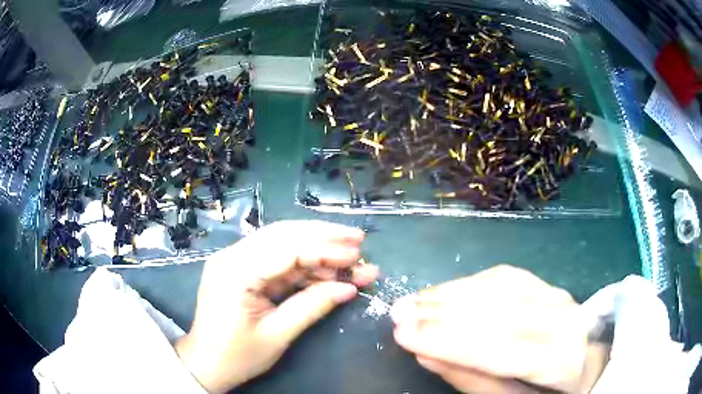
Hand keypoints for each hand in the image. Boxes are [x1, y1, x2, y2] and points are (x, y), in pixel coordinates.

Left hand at [175, 220, 378, 392]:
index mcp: (235, 272)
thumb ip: (312, 307)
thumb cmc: (237, 356)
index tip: (356, 254)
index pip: (286, 248)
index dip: (325, 249)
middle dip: (323, 236)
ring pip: (282, 243)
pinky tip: (327, 271)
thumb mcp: (277, 335)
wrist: (206, 364)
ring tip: (350, 259)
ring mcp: (235, 260)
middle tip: (358, 240)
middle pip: (283, 234)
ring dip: (317, 249)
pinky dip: (304, 264)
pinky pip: (276, 260)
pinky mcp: (241, 269)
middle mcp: (232, 256)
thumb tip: (349, 288)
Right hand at [390, 265, 607, 393]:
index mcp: (563, 360)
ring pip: (504, 288)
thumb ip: (473, 381)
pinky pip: (508, 277)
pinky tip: (445, 290)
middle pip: (503, 312)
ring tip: (413, 301)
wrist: (587, 363)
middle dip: (445, 313)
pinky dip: (471, 283)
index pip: (504, 349)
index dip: (451, 342)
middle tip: (398, 313)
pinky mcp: (548, 286)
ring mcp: (560, 297)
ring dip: (453, 293)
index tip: (403, 335)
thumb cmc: (548, 390)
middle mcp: (566, 320)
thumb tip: (428, 355)